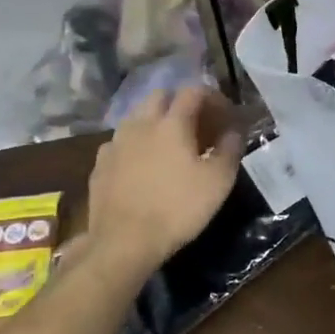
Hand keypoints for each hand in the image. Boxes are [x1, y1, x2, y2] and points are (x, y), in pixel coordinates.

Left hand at [80, 87, 243, 276]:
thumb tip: (234, 130)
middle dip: (181, 102)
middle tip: (197, 125)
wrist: (123, 242)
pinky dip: (136, 144)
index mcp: (172, 123)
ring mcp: (116, 143)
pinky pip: (121, 142)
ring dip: (156, 121)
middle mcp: (141, 124)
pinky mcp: (100, 164)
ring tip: (170, 145)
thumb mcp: (219, 181)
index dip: (213, 97)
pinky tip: (143, 165)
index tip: (225, 115)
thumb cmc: (178, 208)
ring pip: (137, 117)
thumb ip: (230, 148)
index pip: (194, 91)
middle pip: (161, 96)